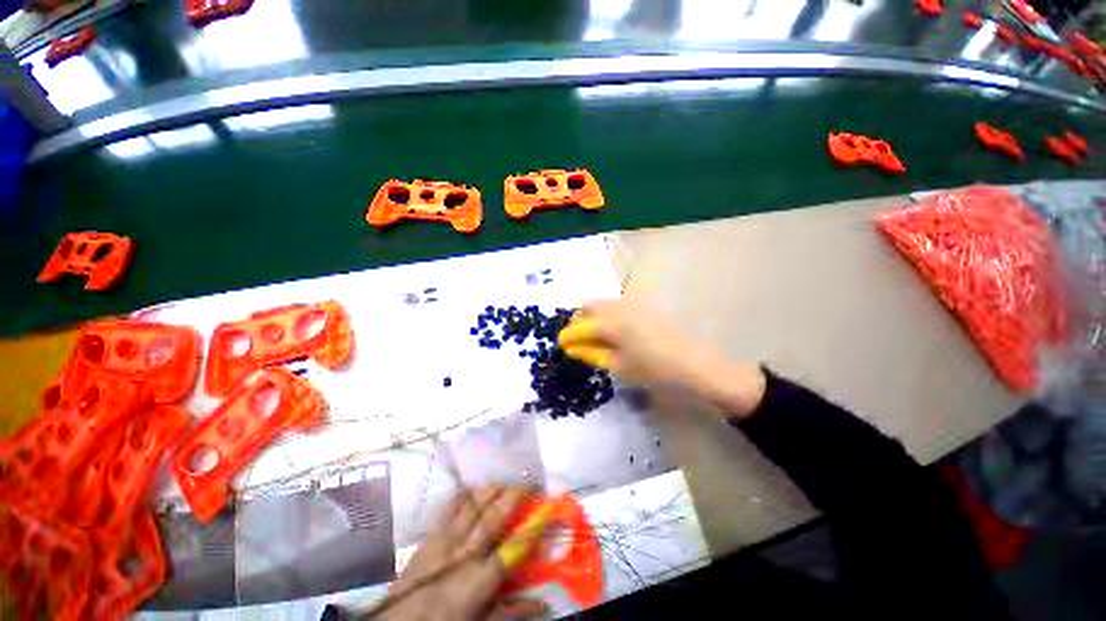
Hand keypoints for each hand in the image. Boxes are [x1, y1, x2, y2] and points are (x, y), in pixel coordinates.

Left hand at [375, 487, 547, 620]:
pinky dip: (463, 494)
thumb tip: (543, 604)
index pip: (512, 550)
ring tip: (506, 480)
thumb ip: (510, 613)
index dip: (532, 528)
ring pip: (473, 506)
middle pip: (493, 517)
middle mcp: (463, 554)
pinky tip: (473, 486)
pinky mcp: (429, 536)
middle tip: (529, 481)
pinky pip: (448, 507)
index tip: (546, 511)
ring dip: (492, 490)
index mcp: (477, 581)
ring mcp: (444, 541)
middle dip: (514, 496)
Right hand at [560, 300, 766, 418]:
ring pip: (603, 302)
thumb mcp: (618, 366)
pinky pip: (617, 304)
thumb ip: (593, 354)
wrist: (693, 364)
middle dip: (579, 320)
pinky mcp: (644, 306)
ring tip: (594, 335)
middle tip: (578, 338)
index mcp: (610, 323)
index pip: (580, 326)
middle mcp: (619, 307)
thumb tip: (575, 348)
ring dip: (593, 315)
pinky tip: (614, 330)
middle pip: (589, 305)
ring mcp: (633, 304)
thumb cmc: (653, 369)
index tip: (561, 344)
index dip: (568, 336)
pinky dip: (607, 313)